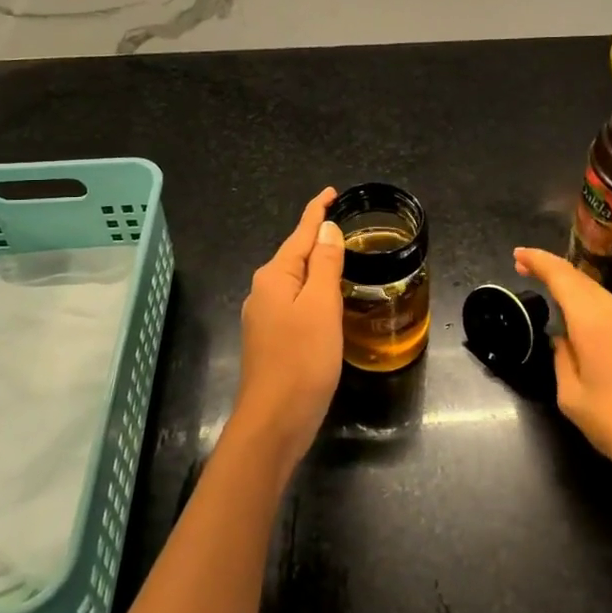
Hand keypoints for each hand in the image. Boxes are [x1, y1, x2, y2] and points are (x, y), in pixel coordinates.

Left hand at [229, 188, 345, 473]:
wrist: (275, 420)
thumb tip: (326, 229)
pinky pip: (295, 302)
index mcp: (275, 276)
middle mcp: (263, 291)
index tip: (331, 193)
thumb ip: (325, 265)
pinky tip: (329, 300)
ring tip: (344, 258)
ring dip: (318, 267)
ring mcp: (264, 316)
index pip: (300, 233)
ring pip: (296, 281)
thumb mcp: (321, 306)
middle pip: (296, 255)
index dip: (317, 212)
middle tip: (348, 226)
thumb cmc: (302, 359)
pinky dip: (314, 292)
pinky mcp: (271, 339)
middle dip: (318, 239)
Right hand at [513, 247, 611, 493]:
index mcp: (593, 321)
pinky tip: (576, 313)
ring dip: (569, 284)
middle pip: (580, 278)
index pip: (562, 276)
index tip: (517, 254)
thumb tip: (562, 341)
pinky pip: (607, 307)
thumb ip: (561, 359)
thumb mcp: (573, 398)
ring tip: (545, 285)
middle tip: (524, 266)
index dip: (538, 261)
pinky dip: (585, 300)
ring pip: (595, 291)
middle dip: (551, 268)